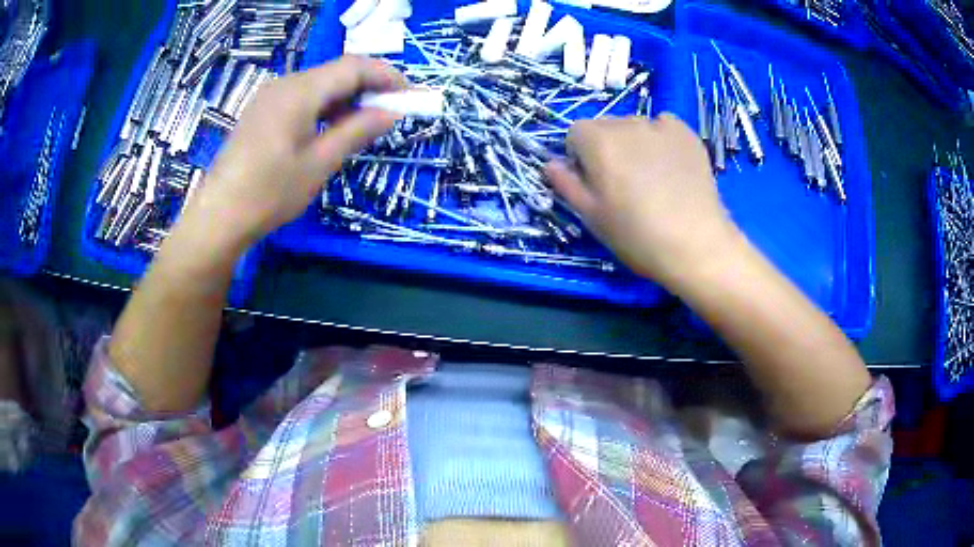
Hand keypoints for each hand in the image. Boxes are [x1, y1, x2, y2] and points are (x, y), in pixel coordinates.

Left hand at [184, 56, 406, 250]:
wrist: (219, 216)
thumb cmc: (270, 192)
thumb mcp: (319, 163)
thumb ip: (357, 131)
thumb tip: (392, 112)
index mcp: (300, 90)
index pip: (354, 67)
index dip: (387, 76)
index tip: (410, 96)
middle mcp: (285, 83)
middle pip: (336, 72)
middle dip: (369, 87)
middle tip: (391, 112)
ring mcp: (270, 96)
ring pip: (319, 84)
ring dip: (347, 98)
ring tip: (366, 123)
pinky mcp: (263, 111)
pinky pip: (302, 97)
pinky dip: (325, 106)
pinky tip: (332, 128)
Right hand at [546, 114, 740, 288]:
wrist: (696, 244)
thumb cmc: (637, 235)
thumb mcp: (592, 217)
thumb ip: (566, 184)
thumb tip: (550, 164)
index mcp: (597, 142)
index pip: (575, 133)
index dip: (580, 156)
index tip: (593, 182)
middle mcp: (626, 124)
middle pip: (604, 126)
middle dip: (605, 147)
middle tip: (623, 183)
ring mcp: (659, 125)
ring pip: (634, 125)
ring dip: (633, 142)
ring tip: (651, 176)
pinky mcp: (686, 133)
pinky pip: (663, 125)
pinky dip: (660, 138)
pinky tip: (670, 164)